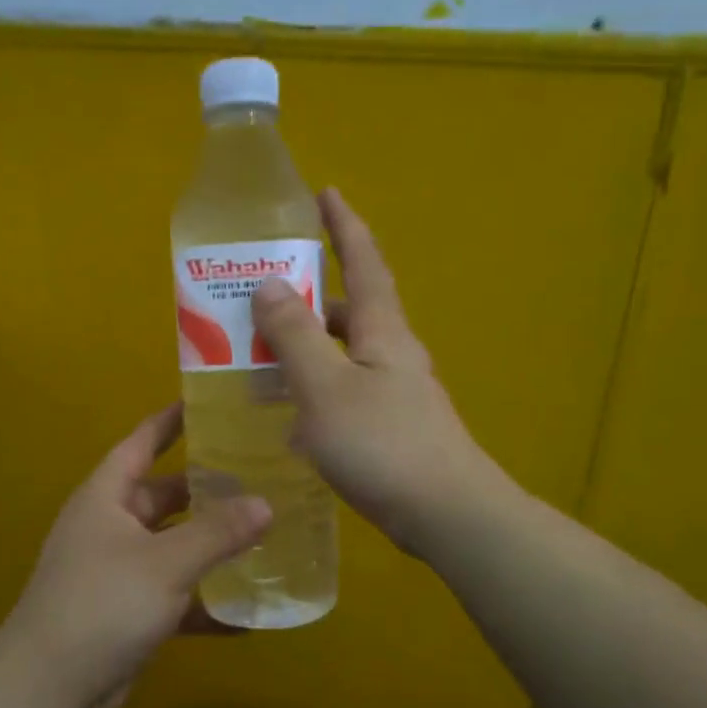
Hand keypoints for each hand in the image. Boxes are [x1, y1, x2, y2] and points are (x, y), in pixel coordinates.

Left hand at [0, 405, 271, 707]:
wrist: (49, 688)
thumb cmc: (102, 604)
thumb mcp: (166, 562)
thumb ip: (218, 532)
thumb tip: (266, 503)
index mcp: (106, 498)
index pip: (141, 443)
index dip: (170, 421)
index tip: (207, 403)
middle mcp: (110, 527)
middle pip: (165, 495)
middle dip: (207, 488)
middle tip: (258, 475)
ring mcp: (119, 571)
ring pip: (174, 546)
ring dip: (211, 544)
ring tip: (264, 532)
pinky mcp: (129, 612)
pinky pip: (175, 594)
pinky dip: (205, 600)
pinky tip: (248, 611)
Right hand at [251, 188, 500, 555]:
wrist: (445, 514)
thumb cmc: (382, 443)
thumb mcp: (325, 386)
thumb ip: (295, 335)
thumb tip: (270, 283)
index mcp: (383, 331)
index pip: (364, 263)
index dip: (344, 227)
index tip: (325, 193)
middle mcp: (393, 354)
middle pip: (350, 311)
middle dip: (311, 297)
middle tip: (264, 296)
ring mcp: (396, 394)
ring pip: (344, 356)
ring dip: (307, 348)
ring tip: (261, 355)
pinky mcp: (392, 430)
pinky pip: (345, 393)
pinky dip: (315, 390)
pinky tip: (289, 416)